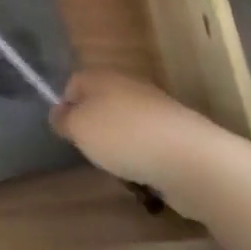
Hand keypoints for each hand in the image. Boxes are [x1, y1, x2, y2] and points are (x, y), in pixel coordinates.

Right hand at [49, 71, 219, 200]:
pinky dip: (141, 156)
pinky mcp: (176, 133)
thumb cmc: (122, 137)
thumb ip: (63, 119)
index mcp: (103, 77)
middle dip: (93, 127)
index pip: (74, 83)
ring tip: (118, 166)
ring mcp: (157, 109)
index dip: (66, 106)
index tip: (67, 132)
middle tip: (90, 149)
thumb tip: (60, 112)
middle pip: (101, 103)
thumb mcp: (78, 128)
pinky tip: (143, 173)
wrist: (190, 159)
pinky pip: (148, 142)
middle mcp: (130, 86)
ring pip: (125, 124)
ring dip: (118, 144)